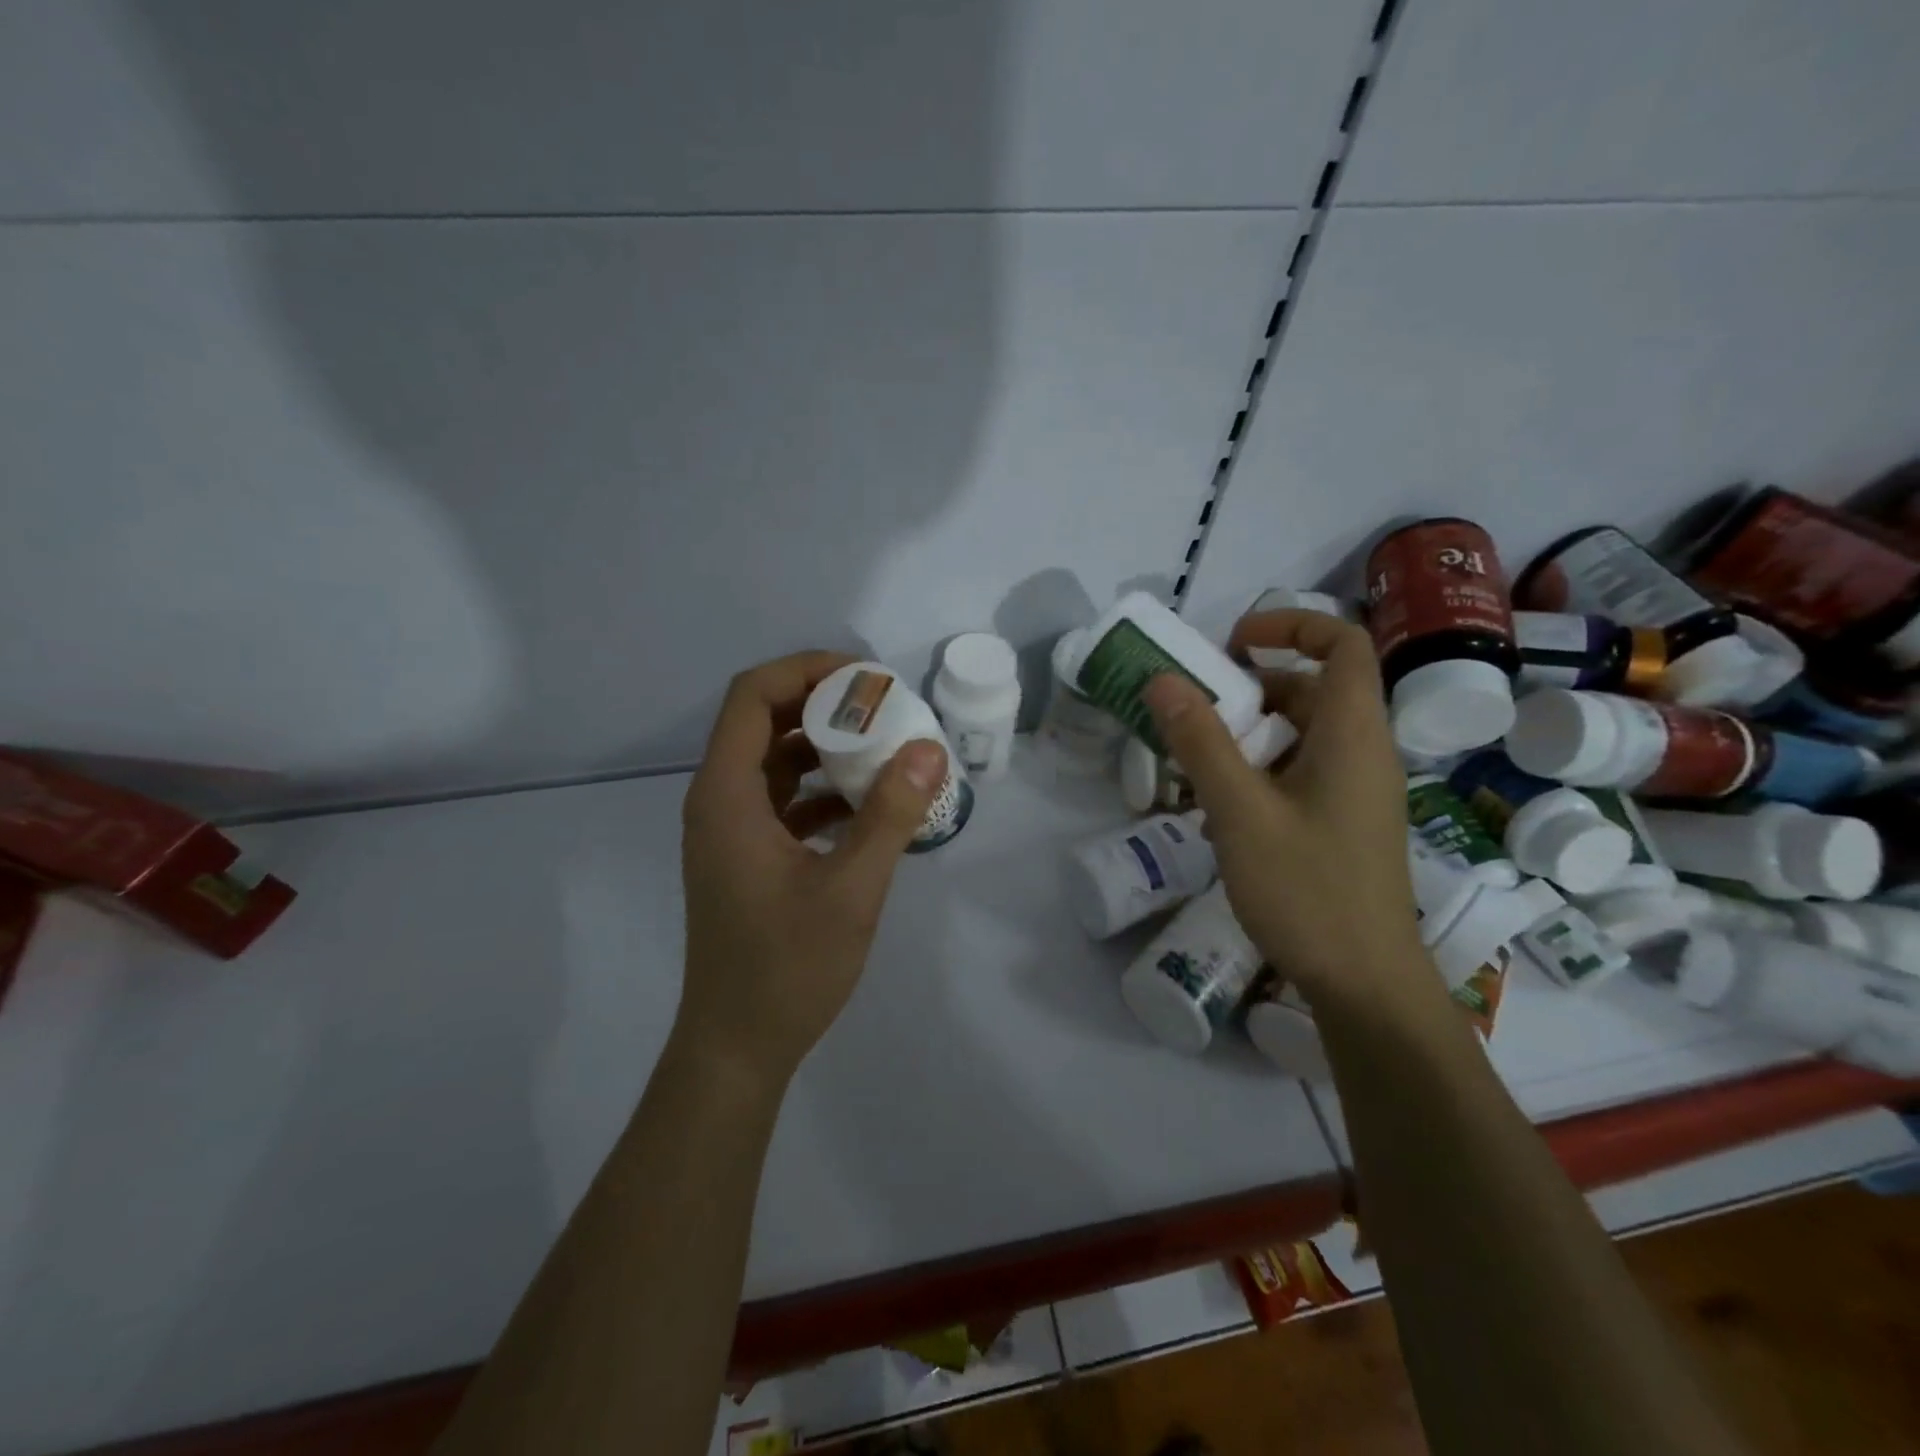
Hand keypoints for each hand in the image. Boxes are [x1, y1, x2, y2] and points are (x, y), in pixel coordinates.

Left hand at [677, 651, 947, 1082]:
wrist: (737, 1047)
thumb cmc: (786, 969)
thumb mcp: (850, 890)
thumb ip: (889, 815)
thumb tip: (928, 749)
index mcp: (727, 796)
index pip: (752, 696)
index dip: (806, 671)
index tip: (866, 678)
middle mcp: (719, 801)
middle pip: (764, 721)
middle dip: (825, 705)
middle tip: (885, 708)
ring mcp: (731, 830)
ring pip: (776, 760)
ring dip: (827, 747)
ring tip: (886, 749)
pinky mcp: (747, 855)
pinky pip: (783, 799)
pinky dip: (822, 790)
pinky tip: (870, 807)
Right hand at [1142, 609, 1422, 1003]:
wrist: (1364, 983)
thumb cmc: (1307, 890)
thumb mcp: (1241, 812)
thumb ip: (1201, 742)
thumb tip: (1164, 680)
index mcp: (1353, 735)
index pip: (1343, 643)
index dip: (1291, 625)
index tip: (1232, 643)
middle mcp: (1363, 753)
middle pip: (1314, 688)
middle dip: (1252, 686)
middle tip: (1195, 706)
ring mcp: (1355, 792)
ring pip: (1302, 735)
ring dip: (1249, 734)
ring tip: (1194, 759)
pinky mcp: (1342, 823)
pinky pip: (1301, 772)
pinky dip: (1259, 770)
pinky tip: (1218, 806)